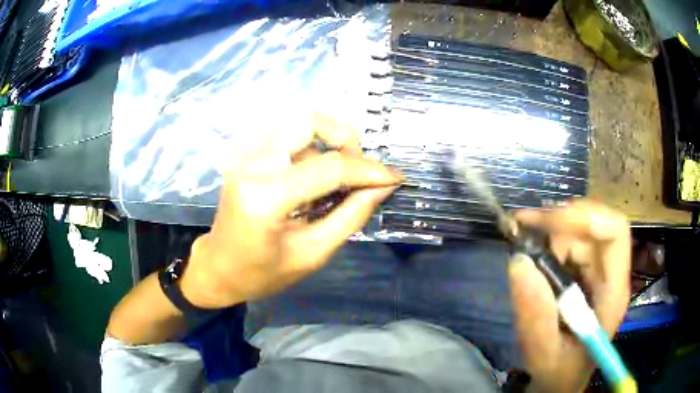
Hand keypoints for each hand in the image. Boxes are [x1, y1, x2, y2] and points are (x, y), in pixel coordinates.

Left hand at [180, 115, 402, 308]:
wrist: (219, 268)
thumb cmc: (262, 273)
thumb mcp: (313, 253)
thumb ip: (350, 216)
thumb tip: (383, 187)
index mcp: (266, 196)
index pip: (329, 167)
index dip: (368, 170)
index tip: (395, 177)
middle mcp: (253, 164)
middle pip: (309, 121)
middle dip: (345, 139)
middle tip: (359, 170)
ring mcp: (245, 156)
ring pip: (299, 124)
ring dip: (329, 142)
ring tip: (341, 176)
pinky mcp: (246, 156)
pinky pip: (288, 136)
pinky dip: (312, 147)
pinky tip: (317, 176)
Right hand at [508, 200, 630, 392]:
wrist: (562, 380)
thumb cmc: (559, 372)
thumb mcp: (544, 354)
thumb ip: (535, 317)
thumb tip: (519, 262)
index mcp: (612, 292)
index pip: (615, 232)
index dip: (586, 216)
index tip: (547, 221)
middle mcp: (610, 274)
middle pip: (595, 226)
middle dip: (560, 222)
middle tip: (523, 227)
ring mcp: (599, 272)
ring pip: (581, 232)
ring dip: (553, 231)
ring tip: (525, 242)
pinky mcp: (587, 274)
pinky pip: (572, 244)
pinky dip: (551, 240)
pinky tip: (534, 253)